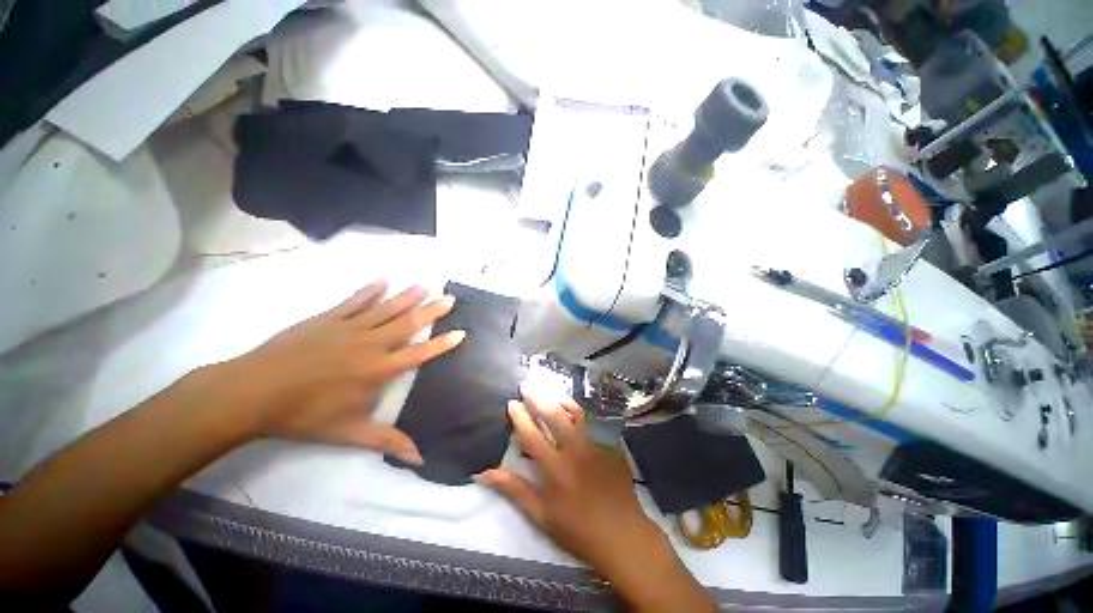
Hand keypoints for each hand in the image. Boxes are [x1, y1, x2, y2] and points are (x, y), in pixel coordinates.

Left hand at [219, 280, 463, 463]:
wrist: (254, 392)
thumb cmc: (305, 415)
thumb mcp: (349, 433)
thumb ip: (387, 441)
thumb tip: (419, 458)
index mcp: (378, 370)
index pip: (419, 354)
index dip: (441, 343)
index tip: (460, 331)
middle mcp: (370, 344)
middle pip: (407, 324)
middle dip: (431, 311)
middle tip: (449, 298)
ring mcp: (349, 328)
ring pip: (386, 308)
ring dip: (407, 296)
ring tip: (425, 285)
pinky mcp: (328, 318)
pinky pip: (355, 301)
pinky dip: (370, 291)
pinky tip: (383, 281)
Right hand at [478, 387, 713, 611]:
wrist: (622, 535)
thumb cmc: (577, 530)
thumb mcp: (541, 516)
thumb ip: (515, 490)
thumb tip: (484, 473)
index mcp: (555, 468)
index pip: (532, 435)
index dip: (520, 417)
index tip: (512, 402)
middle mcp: (574, 451)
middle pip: (553, 416)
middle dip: (538, 397)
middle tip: (528, 385)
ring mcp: (594, 446)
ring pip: (575, 414)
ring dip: (560, 400)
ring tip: (550, 391)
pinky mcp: (609, 446)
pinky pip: (591, 425)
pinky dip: (578, 416)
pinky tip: (573, 413)